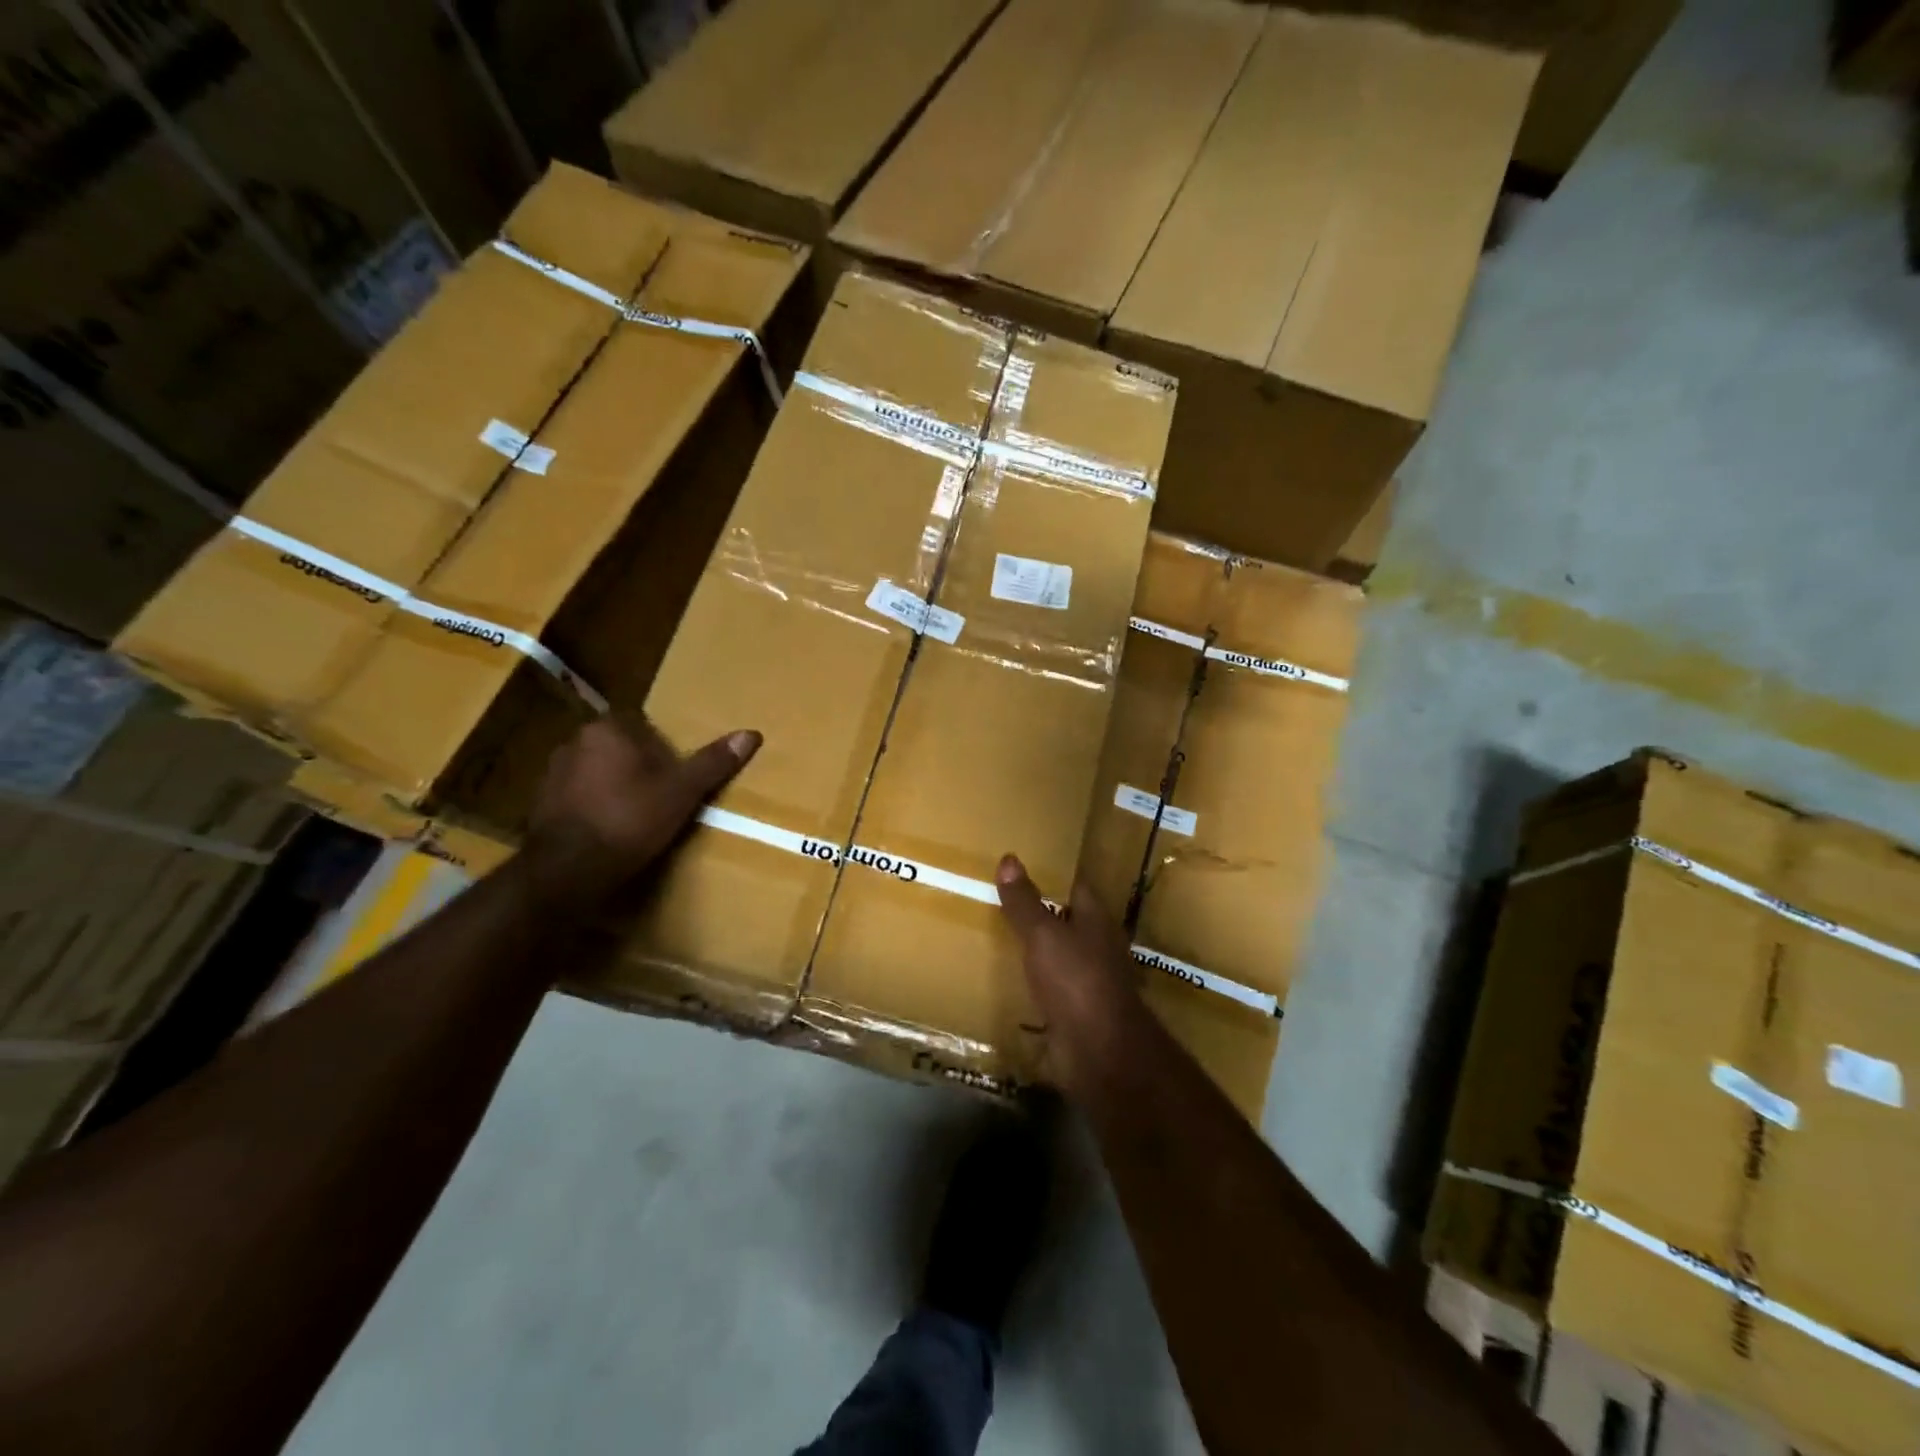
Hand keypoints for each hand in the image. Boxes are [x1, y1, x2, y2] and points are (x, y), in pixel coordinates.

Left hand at [522, 717, 759, 913]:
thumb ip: (713, 762)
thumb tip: (751, 734)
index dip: (663, 748)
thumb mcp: (682, 792)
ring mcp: (552, 774)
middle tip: (663, 794)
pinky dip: (595, 808)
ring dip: (615, 787)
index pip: (642, 724)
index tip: (677, 773)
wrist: (567, 869)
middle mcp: (574, 742)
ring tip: (639, 815)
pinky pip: (579, 797)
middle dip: (639, 766)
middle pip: (619, 748)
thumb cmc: (630, 820)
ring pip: (597, 772)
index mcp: (607, 729)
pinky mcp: (540, 805)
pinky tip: (612, 831)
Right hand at [994, 855, 1144, 1095]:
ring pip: (1058, 956)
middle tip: (1000, 898)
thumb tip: (1009, 858)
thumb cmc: (1075, 980)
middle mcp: (1096, 946)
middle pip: (1067, 921)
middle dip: (1040, 912)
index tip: (1023, 865)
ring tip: (997, 936)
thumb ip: (1025, 901)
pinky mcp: (1076, 1012)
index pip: (1075, 886)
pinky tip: (1007, 980)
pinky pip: (1050, 989)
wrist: (1099, 1051)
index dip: (1052, 875)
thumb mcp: (1043, 934)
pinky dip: (1033, 983)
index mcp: (1095, 920)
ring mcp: (1088, 981)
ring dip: (1036, 949)